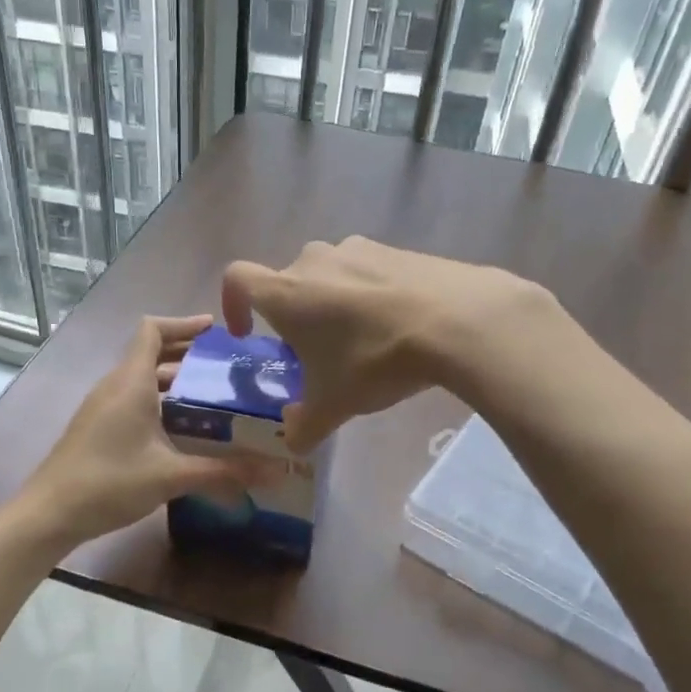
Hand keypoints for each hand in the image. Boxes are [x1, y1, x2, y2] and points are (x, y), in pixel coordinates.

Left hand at [12, 315, 277, 548]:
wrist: (50, 513)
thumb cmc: (109, 482)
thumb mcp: (171, 476)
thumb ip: (223, 472)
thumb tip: (274, 472)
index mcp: (131, 382)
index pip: (153, 330)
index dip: (184, 324)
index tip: (217, 331)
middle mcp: (115, 386)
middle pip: (151, 353)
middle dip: (188, 355)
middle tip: (227, 368)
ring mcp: (103, 407)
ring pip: (143, 379)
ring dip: (175, 381)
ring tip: (214, 397)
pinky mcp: (98, 428)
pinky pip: (134, 400)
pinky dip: (161, 402)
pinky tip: (184, 430)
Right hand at [222, 238, 563, 450]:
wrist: (456, 320)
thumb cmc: (374, 360)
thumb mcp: (334, 405)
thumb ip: (304, 427)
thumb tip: (294, 443)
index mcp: (286, 293)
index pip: (237, 280)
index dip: (233, 305)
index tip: (247, 333)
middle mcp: (314, 261)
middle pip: (288, 285)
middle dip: (293, 318)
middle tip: (315, 355)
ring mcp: (358, 249)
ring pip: (328, 277)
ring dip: (331, 305)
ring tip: (359, 343)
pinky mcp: (396, 249)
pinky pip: (367, 273)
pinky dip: (369, 297)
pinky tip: (396, 328)